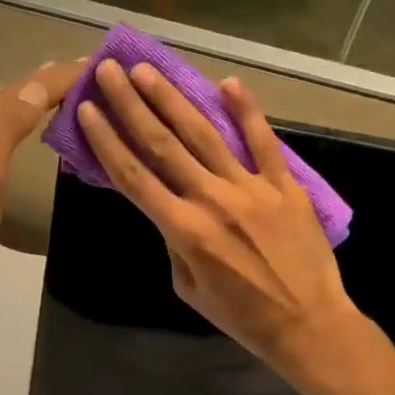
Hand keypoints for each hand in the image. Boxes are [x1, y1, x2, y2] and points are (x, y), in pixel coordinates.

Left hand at [0, 59, 82, 301]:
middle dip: (45, 83)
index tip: (95, 61)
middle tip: (84, 71)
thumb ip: (8, 128)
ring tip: (59, 87)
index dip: (59, 77)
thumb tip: (38, 85)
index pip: (21, 89)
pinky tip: (20, 119)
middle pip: (7, 94)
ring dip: (27, 98)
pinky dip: (10, 117)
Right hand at [76, 59, 367, 384]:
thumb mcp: (189, 289)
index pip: (134, 177)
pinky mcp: (284, 185)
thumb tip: (170, 211)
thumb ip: (174, 244)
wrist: (307, 324)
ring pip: (204, 134)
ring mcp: (251, 188)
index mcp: (183, 230)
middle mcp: (212, 200)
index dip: (107, 141)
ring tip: (147, 71)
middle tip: (109, 71)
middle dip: (131, 105)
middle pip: (163, 144)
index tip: (87, 110)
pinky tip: (227, 83)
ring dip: (172, 99)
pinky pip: (263, 142)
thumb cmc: (242, 316)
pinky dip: (247, 111)